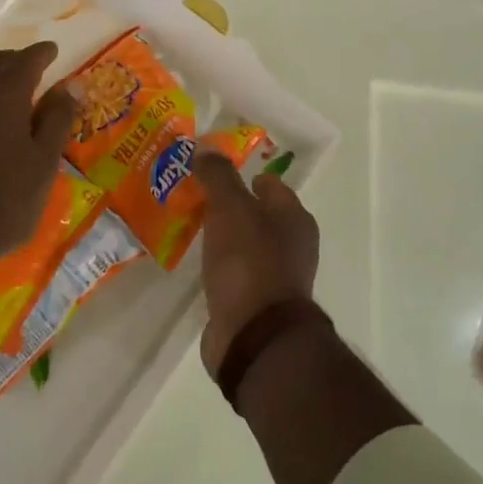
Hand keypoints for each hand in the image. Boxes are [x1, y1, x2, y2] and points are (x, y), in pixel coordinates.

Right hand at [191, 153, 319, 377]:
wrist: (255, 335)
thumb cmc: (249, 262)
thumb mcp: (231, 209)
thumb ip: (218, 177)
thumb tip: (205, 148)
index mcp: (294, 218)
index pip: (270, 184)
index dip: (243, 175)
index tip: (211, 171)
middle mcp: (291, 245)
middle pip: (257, 215)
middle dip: (228, 205)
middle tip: (193, 196)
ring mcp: (273, 277)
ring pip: (244, 244)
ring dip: (221, 236)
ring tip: (188, 225)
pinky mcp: (253, 303)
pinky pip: (232, 273)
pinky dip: (217, 265)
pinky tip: (195, 262)